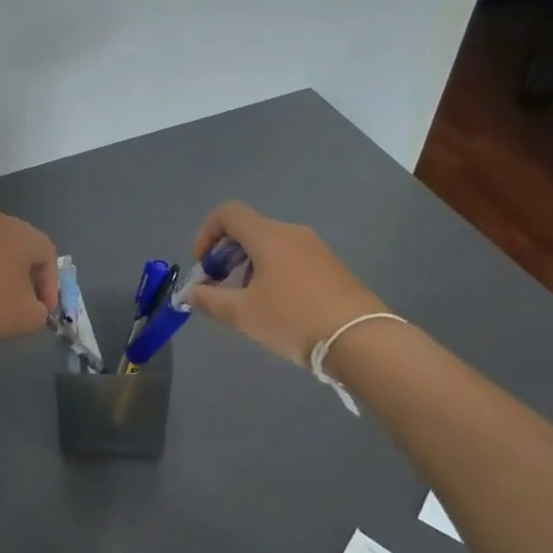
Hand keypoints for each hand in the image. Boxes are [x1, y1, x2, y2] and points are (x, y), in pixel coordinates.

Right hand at [184, 201, 386, 365]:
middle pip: (248, 230)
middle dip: (225, 256)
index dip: (206, 234)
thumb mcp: (243, 314)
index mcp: (267, 235)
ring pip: (270, 246)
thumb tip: (191, 293)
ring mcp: (315, 249)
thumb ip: (210, 300)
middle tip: (220, 289)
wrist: (361, 339)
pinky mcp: (331, 267)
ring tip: (247, 304)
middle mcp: (291, 233)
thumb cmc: (293, 319)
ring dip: (248, 267)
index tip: (204, 266)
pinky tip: (277, 308)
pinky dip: (272, 273)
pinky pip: (290, 259)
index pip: (228, 213)